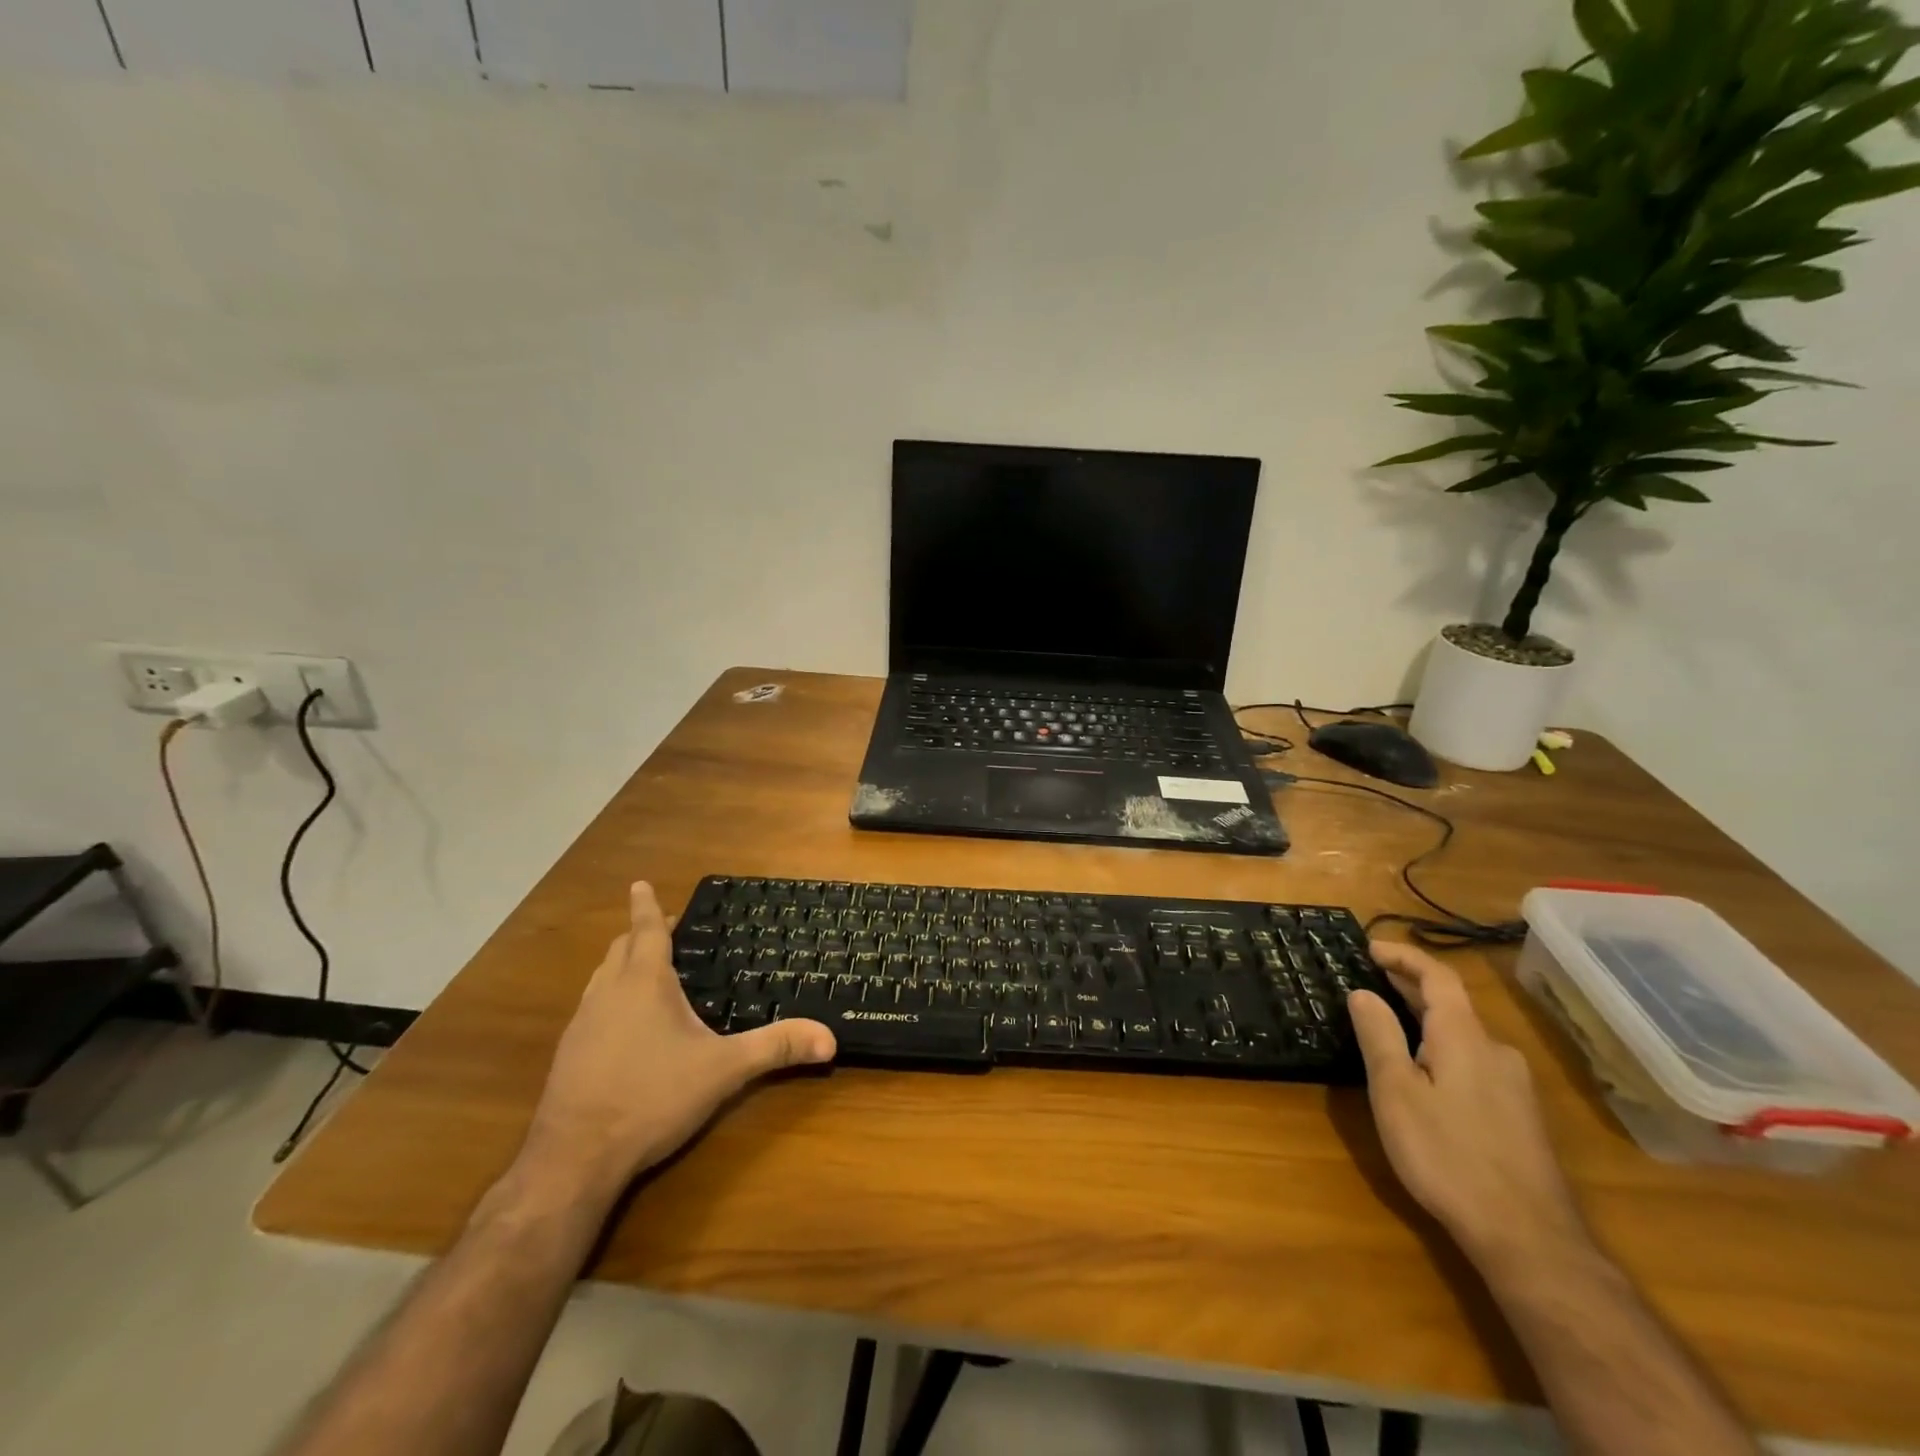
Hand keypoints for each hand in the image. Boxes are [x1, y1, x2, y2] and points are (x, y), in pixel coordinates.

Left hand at [516, 883, 836, 1202]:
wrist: (573, 1159)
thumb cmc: (651, 1098)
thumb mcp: (723, 1070)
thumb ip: (775, 1048)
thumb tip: (829, 1038)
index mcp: (643, 983)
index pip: (644, 930)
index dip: (645, 905)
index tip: (639, 883)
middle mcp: (607, 993)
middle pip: (620, 949)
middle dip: (638, 934)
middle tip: (662, 930)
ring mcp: (581, 1025)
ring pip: (601, 978)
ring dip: (621, 966)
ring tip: (646, 971)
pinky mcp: (568, 1055)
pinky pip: (591, 1009)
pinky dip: (610, 999)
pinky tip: (625, 1027)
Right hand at [1347, 941, 1586, 1274]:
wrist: (1528, 1237)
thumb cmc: (1447, 1155)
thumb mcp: (1396, 1092)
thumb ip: (1379, 1036)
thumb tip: (1363, 992)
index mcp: (1464, 1037)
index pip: (1437, 976)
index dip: (1404, 956)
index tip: (1369, 948)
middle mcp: (1496, 1050)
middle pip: (1451, 1004)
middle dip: (1409, 987)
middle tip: (1368, 983)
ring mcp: (1515, 1085)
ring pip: (1463, 1035)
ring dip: (1425, 1020)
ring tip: (1390, 1026)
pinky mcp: (1520, 1116)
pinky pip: (1473, 1061)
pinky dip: (1442, 1048)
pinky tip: (1425, 1075)